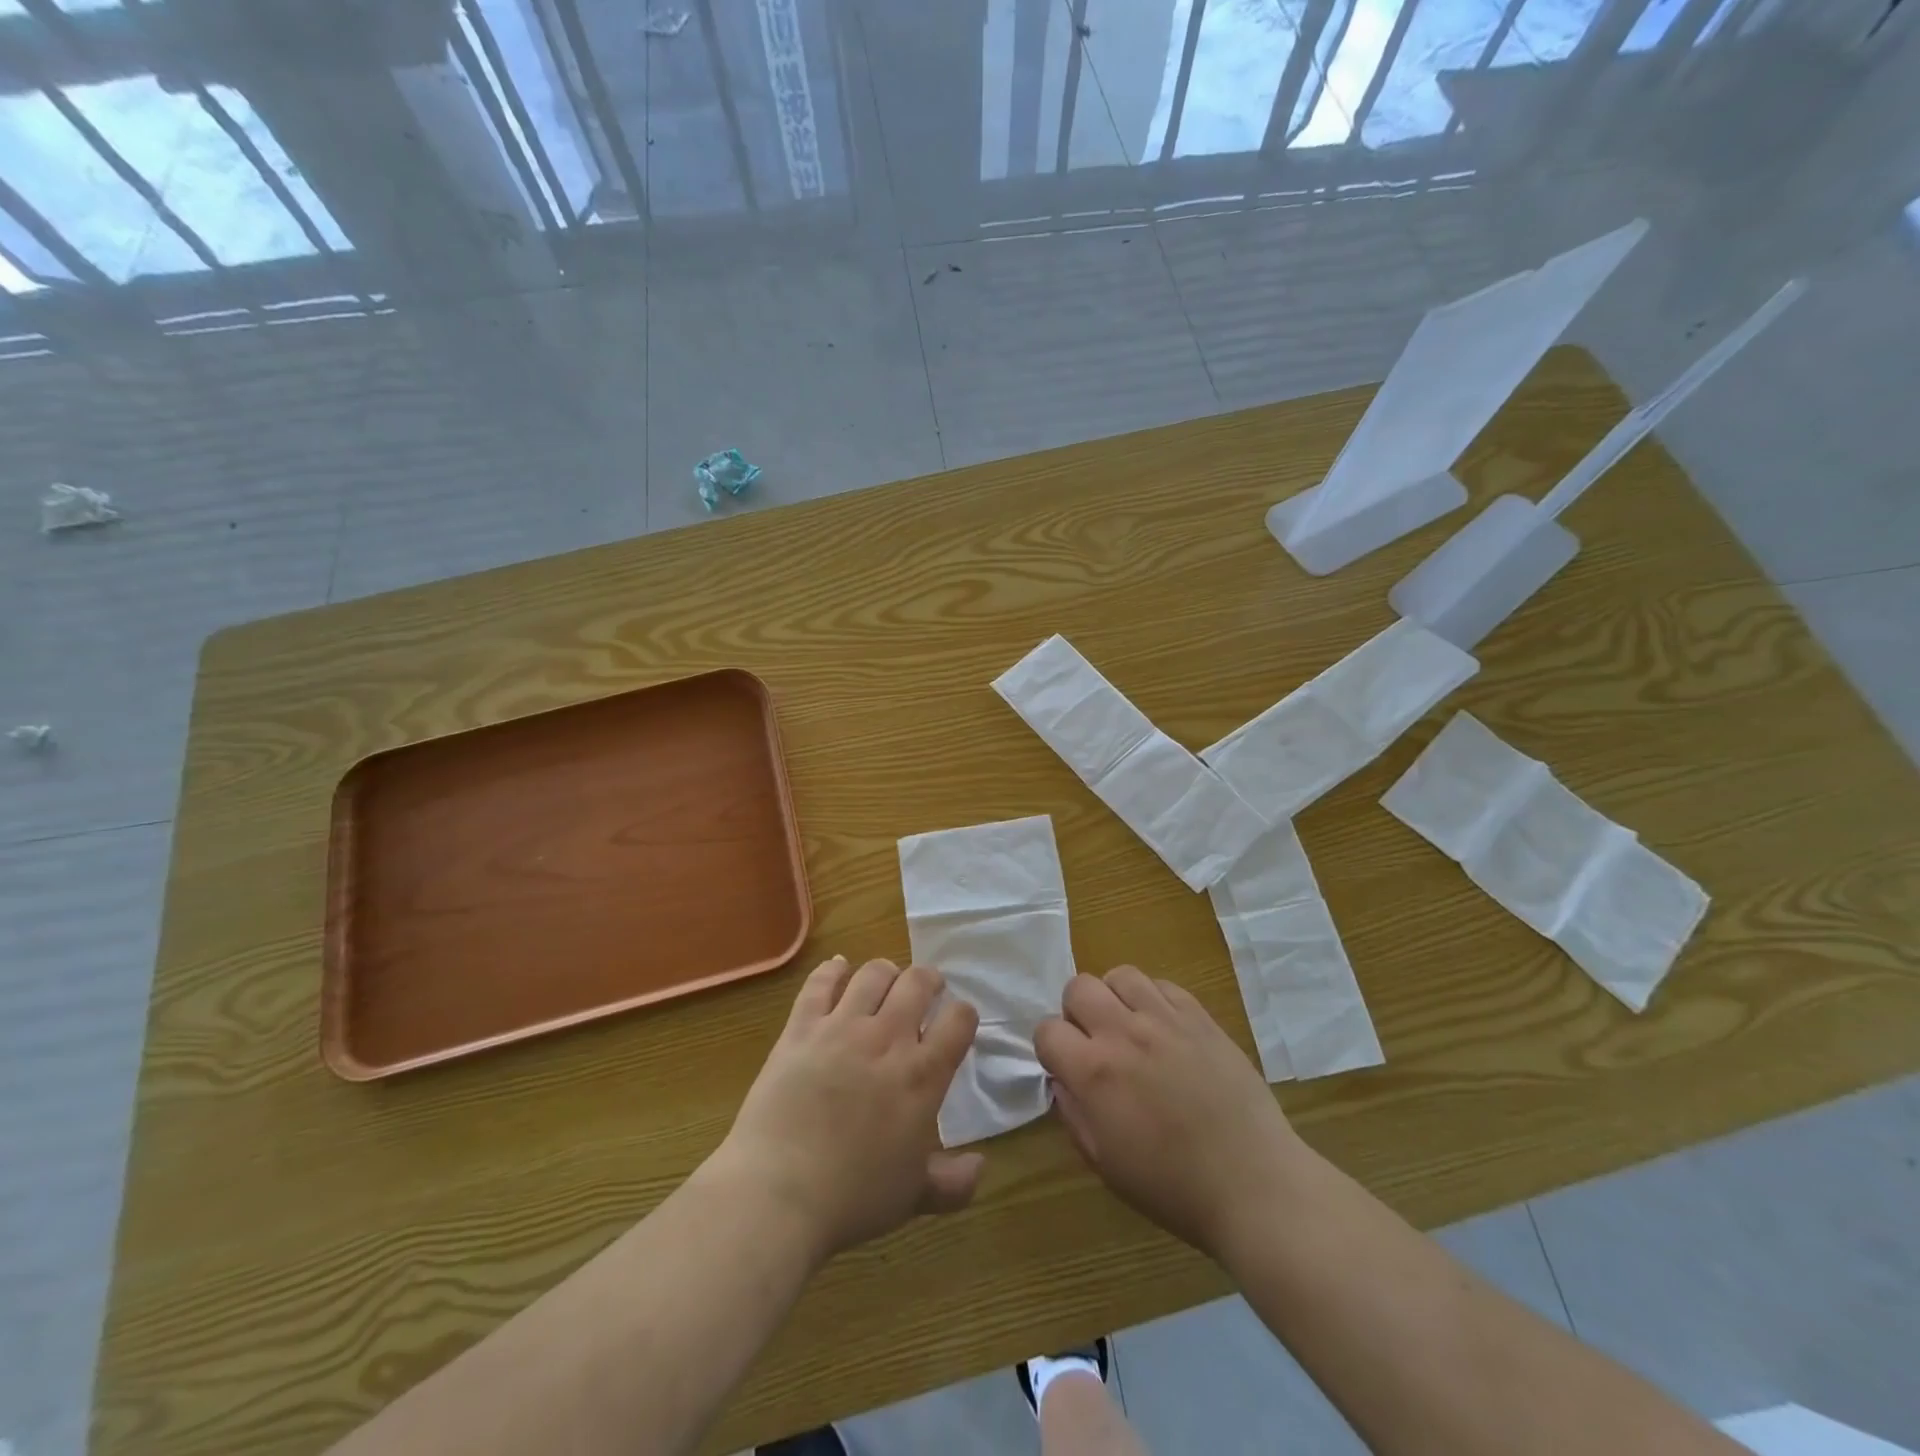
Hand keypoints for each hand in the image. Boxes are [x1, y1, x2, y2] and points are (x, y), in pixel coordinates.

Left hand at [704, 956, 982, 1263]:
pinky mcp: (801, 1027)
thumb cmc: (852, 1198)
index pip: (959, 1020)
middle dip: (928, 980)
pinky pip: (820, 983)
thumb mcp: (912, 1197)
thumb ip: (953, 1183)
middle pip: (918, 982)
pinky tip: (838, 968)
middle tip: (926, 990)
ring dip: (886, 971)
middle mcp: (888, 1038)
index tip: (957, 1020)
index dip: (963, 1014)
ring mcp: (842, 1027)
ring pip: (873, 974)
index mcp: (922, 1075)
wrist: (778, 1193)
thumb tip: (981, 1167)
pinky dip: (833, 969)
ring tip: (886, 980)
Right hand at [1035, 967, 1303, 1261]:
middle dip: (1076, 1012)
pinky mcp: (1200, 1017)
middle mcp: (1124, 1033)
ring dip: (1114, 997)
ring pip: (1121, 975)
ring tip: (1128, 1026)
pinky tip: (1163, 1028)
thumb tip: (1062, 1080)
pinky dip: (1153, 999)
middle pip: (1078, 987)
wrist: (1253, 1184)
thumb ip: (1073, 1113)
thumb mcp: (1104, 1163)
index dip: (1050, 1049)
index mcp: (1094, 1072)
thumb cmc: (1172, 1186)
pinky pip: (1163, 985)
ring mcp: (1165, 1019)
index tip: (1065, 1067)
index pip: (1047, 1030)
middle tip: (1094, 1042)